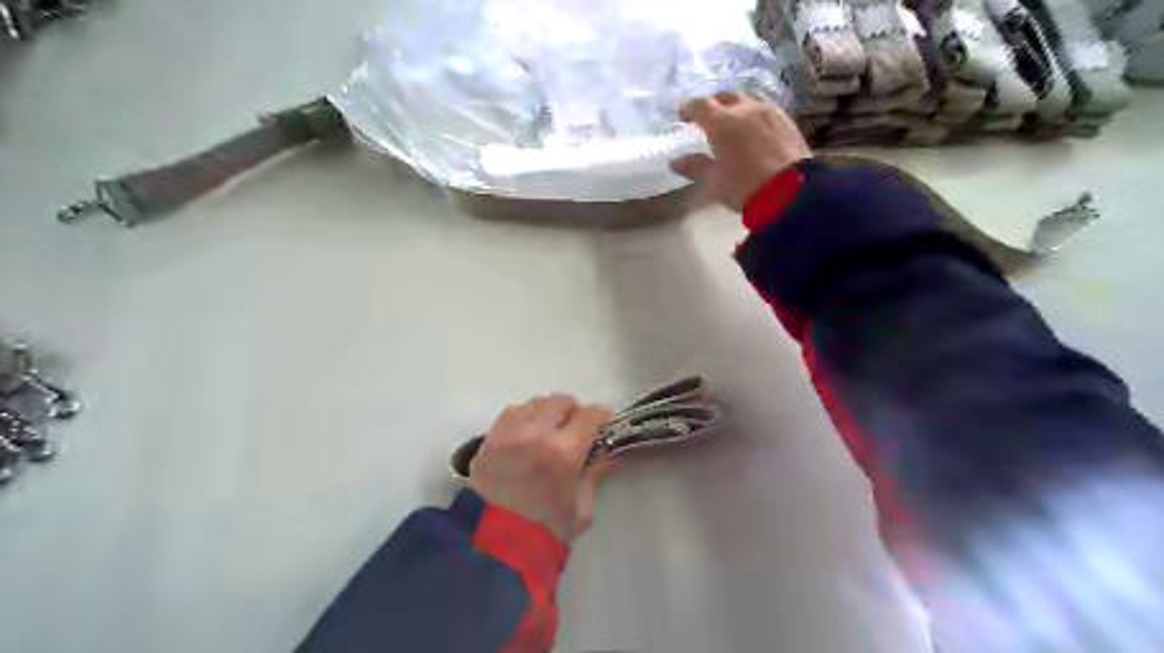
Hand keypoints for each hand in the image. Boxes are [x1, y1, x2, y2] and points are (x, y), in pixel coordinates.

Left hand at [469, 396, 617, 541]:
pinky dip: (524, 417)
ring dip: (547, 413)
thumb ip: (595, 476)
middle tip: (575, 429)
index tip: (605, 424)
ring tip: (548, 431)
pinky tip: (526, 434)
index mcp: (565, 452)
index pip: (590, 415)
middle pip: (561, 401)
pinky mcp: (489, 438)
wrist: (491, 549)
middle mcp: (537, 433)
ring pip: (535, 403)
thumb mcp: (581, 510)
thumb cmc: (545, 534)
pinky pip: (511, 412)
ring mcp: (510, 433)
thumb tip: (609, 456)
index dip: (601, 416)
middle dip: (573, 412)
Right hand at [674, 91, 811, 211]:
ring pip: (748, 100)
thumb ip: (695, 167)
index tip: (683, 117)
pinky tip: (754, 130)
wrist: (791, 191)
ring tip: (732, 123)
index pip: (700, 105)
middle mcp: (745, 109)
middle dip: (714, 104)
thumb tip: (675, 162)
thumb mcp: (714, 181)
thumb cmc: (744, 186)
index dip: (689, 108)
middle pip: (725, 96)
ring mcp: (769, 112)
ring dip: (736, 107)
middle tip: (707, 118)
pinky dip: (754, 115)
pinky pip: (765, 110)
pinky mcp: (787, 121)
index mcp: (721, 122)